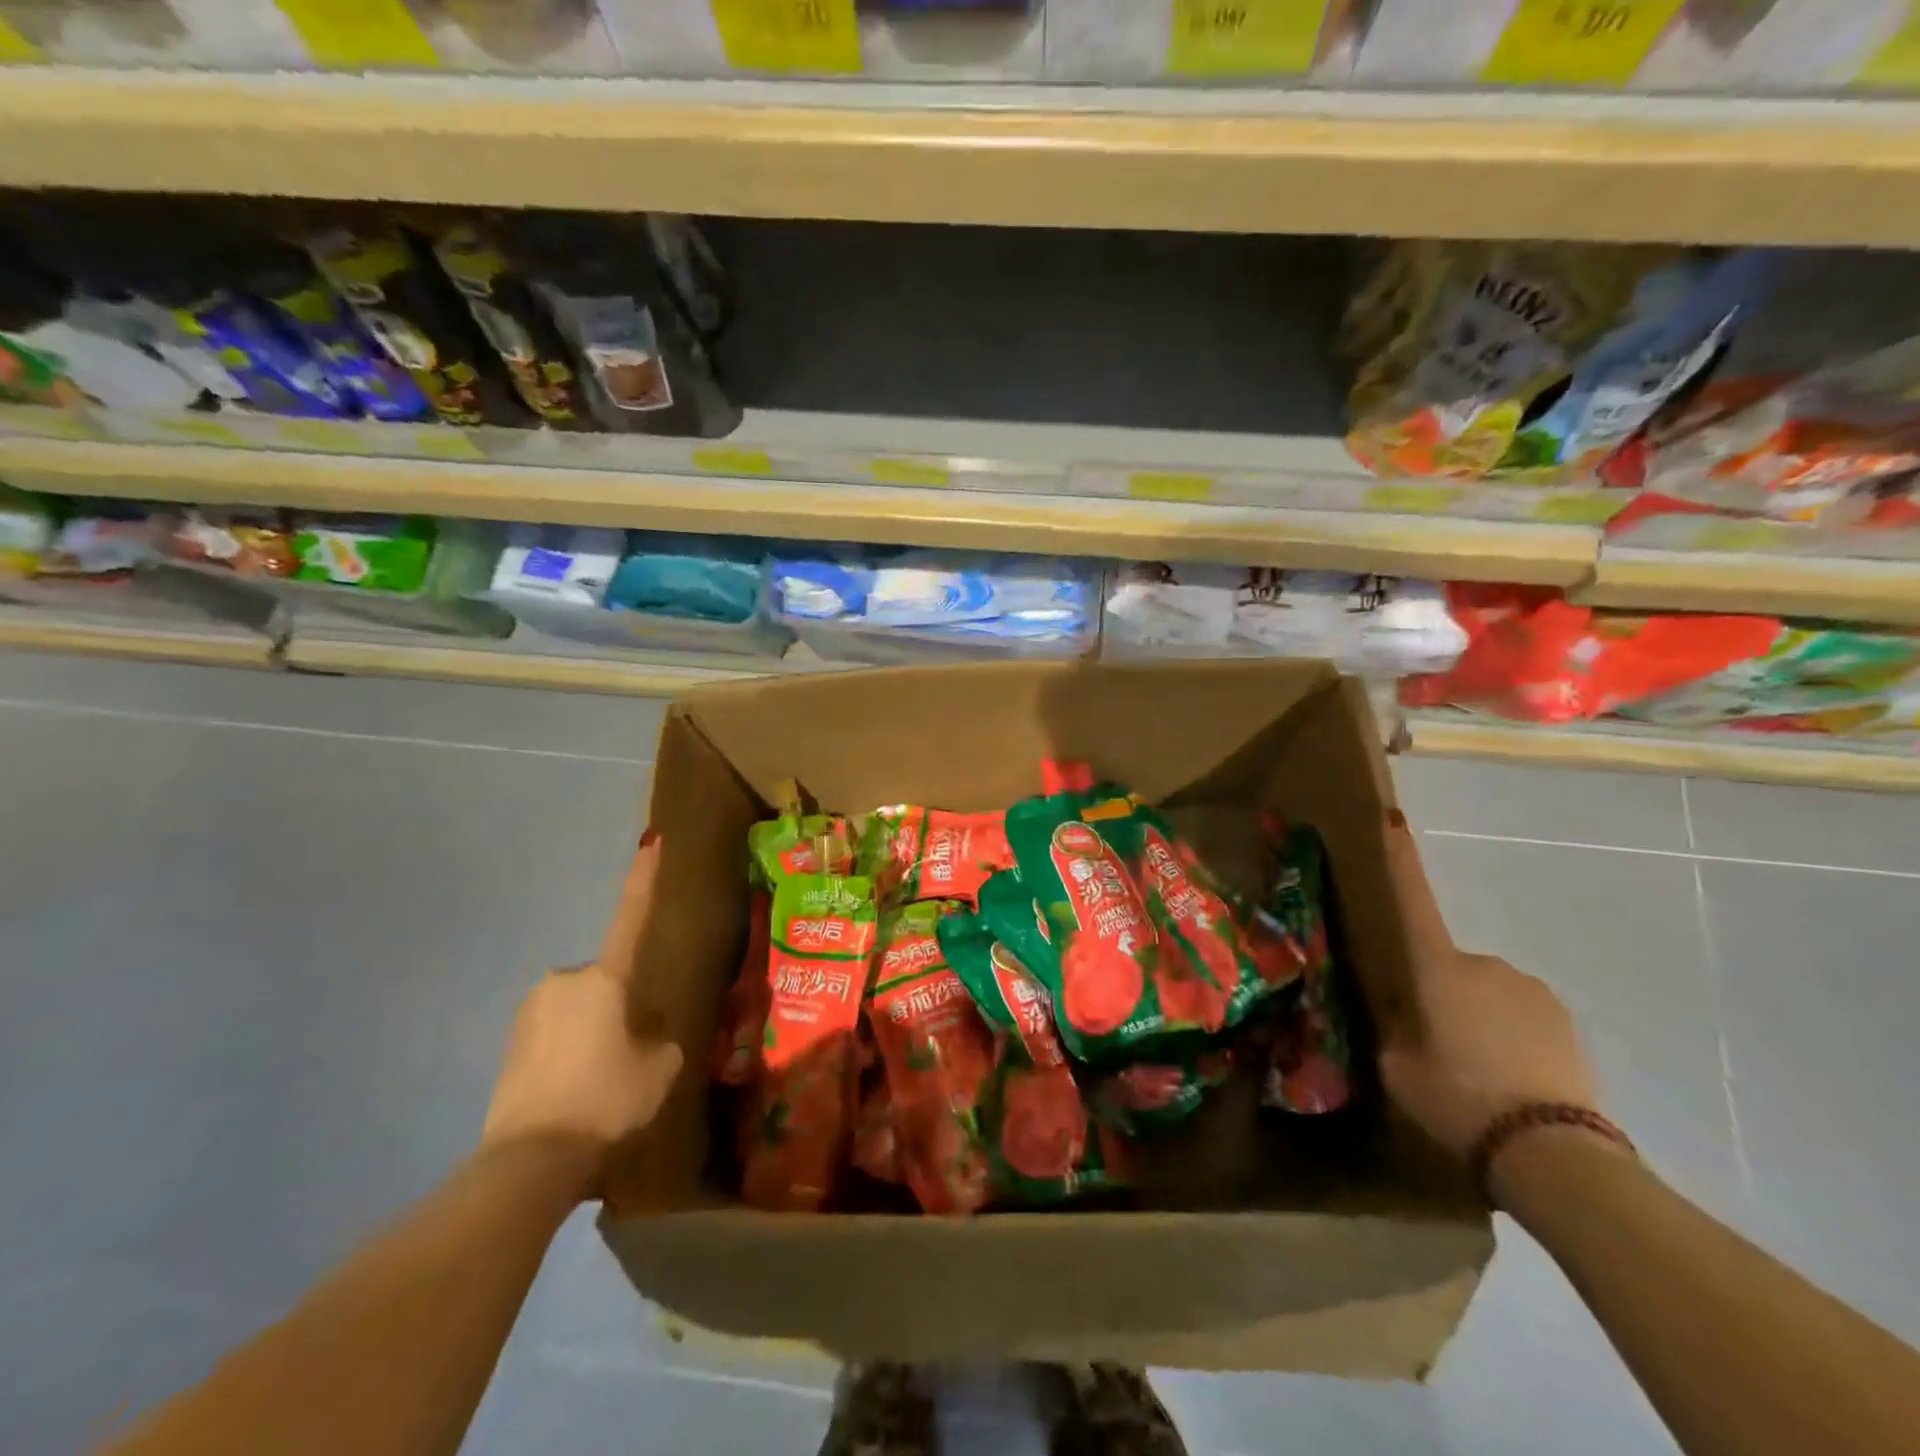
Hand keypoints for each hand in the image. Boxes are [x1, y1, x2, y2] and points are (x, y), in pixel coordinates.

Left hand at [480, 834, 683, 1190]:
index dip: (644, 878)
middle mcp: (564, 981)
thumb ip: (660, 1038)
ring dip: (592, 1031)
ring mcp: (530, 1011)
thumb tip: (645, 1029)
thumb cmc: (607, 1099)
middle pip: (604, 982)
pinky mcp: (509, 1042)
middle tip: (629, 1054)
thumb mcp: (659, 1068)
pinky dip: (567, 1052)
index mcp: (605, 978)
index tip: (650, 840)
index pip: (631, 917)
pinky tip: (573, 1092)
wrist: (529, 1160)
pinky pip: (553, 1034)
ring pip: (578, 1009)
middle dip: (617, 1006)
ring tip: (599, 1082)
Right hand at [1377, 818, 1597, 1161]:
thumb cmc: (1458, 1099)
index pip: (1413, 901)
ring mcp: (1530, 989)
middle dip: (1440, 990)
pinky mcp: (1564, 1020)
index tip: (1394, 820)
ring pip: (1487, 991)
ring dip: (1477, 1014)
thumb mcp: (1396, 1068)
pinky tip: (1510, 1078)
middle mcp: (1484, 964)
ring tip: (1477, 1069)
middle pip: (1449, 964)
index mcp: (1438, 967)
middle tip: (1434, 1041)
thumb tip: (1398, 1015)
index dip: (1400, 861)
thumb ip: (1392, 1030)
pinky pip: (1521, 1015)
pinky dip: (1510, 1035)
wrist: (1553, 1151)